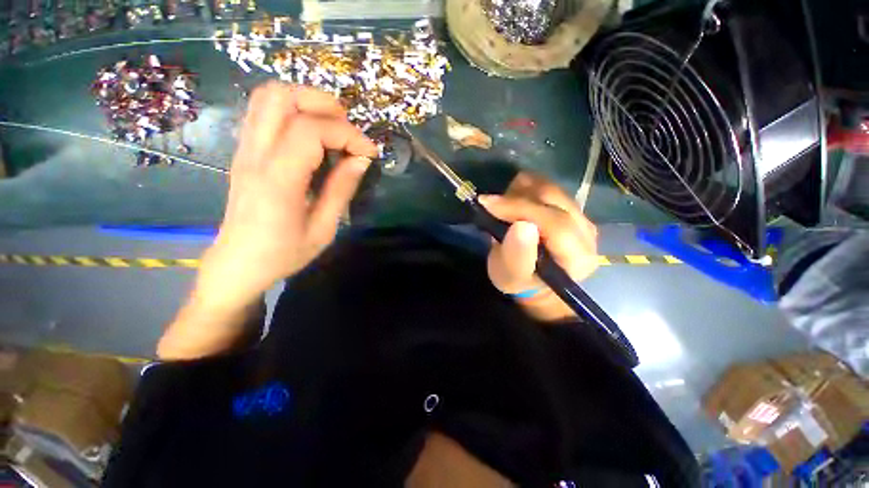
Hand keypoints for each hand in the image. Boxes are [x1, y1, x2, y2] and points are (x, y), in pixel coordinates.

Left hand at [196, 82, 377, 309]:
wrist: (238, 263)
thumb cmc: (283, 252)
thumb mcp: (323, 229)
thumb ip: (342, 190)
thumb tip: (361, 160)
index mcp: (278, 179)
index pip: (310, 130)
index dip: (347, 134)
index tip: (369, 153)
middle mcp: (256, 155)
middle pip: (282, 96)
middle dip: (324, 105)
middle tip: (348, 133)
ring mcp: (245, 149)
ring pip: (269, 97)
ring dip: (307, 103)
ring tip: (333, 130)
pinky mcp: (244, 151)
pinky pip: (264, 112)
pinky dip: (293, 112)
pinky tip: (313, 138)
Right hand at [479, 172, 598, 321]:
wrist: (532, 280)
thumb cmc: (519, 281)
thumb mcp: (511, 276)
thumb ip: (517, 255)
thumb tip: (522, 225)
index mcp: (577, 257)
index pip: (555, 222)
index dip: (520, 209)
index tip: (488, 204)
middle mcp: (587, 232)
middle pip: (553, 199)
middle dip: (516, 199)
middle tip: (490, 206)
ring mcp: (581, 216)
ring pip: (549, 188)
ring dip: (519, 192)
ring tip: (501, 208)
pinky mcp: (572, 207)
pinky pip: (547, 186)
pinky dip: (525, 188)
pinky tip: (513, 202)